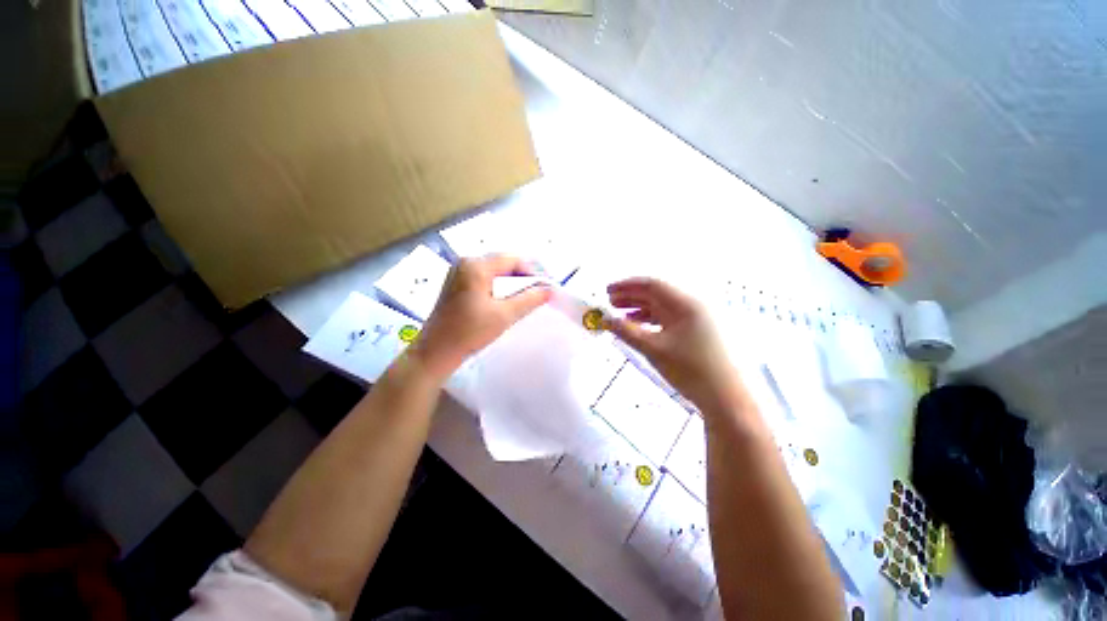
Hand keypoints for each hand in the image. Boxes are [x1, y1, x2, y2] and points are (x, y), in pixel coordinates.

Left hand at [409, 254, 551, 381]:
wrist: (436, 352)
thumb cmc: (469, 332)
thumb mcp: (504, 315)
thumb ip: (529, 299)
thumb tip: (550, 289)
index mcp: (476, 265)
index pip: (513, 259)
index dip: (533, 271)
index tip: (546, 286)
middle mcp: (466, 262)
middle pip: (503, 263)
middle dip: (523, 276)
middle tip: (539, 292)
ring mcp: (459, 272)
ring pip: (495, 271)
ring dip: (512, 282)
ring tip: (527, 297)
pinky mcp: (457, 283)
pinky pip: (485, 278)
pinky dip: (499, 286)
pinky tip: (507, 299)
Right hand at [606, 278, 745, 415]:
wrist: (727, 398)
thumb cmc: (690, 370)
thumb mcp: (653, 349)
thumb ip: (626, 332)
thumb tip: (605, 320)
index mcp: (685, 303)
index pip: (652, 284)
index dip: (627, 285)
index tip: (607, 291)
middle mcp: (693, 305)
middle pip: (656, 294)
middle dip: (631, 296)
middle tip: (609, 303)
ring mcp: (697, 318)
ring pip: (662, 307)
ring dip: (639, 309)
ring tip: (619, 315)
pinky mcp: (698, 331)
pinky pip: (669, 319)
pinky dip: (651, 321)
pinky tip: (637, 327)